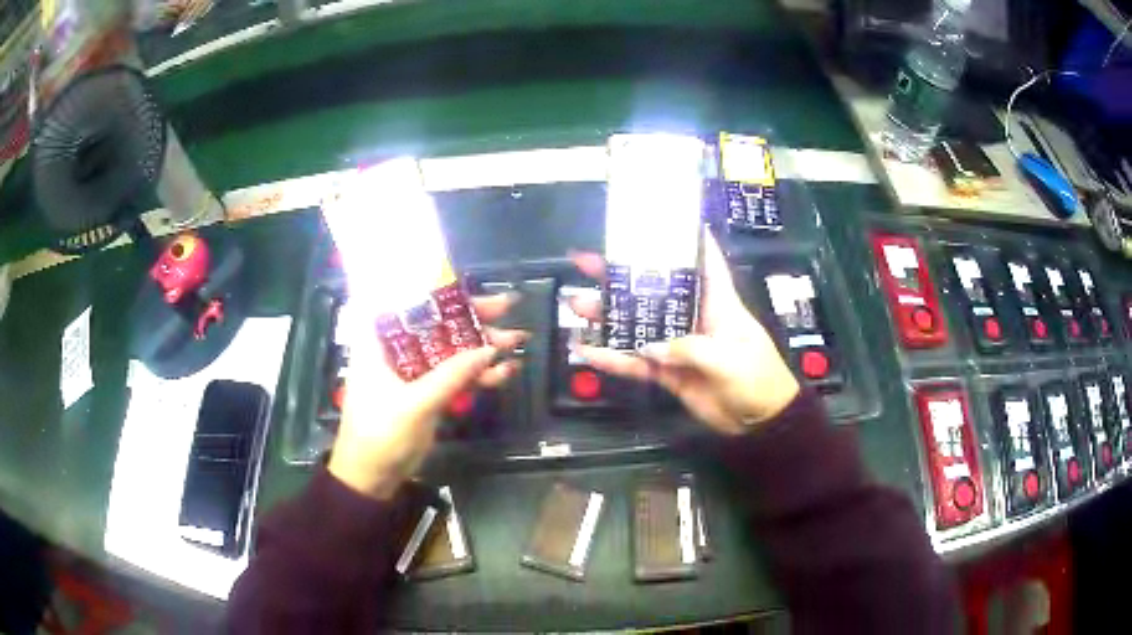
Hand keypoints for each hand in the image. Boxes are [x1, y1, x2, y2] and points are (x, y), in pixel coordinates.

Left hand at [328, 294, 525, 498]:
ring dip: (481, 346)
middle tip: (507, 306)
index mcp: (378, 341)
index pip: (402, 299)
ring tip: (517, 341)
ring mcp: (412, 371)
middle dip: (471, 316)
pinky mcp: (426, 391)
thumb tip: (491, 349)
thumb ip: (452, 376)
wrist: (373, 477)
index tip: (463, 279)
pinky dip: (477, 374)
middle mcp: (395, 349)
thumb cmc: (380, 434)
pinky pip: (454, 375)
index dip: (431, 285)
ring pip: (450, 348)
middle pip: (435, 321)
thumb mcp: (415, 404)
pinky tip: (504, 372)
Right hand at [570, 231, 798, 435]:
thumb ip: (689, 349)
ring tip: (576, 304)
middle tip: (586, 261)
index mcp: (717, 303)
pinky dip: (613, 359)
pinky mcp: (668, 373)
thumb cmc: (756, 379)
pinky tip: (588, 351)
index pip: (704, 261)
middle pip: (654, 291)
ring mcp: (677, 345)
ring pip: (637, 325)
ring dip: (607, 316)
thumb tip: (648, 347)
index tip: (661, 218)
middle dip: (621, 275)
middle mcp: (694, 318)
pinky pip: (636, 363)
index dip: (687, 238)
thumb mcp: (729, 359)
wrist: (759, 422)